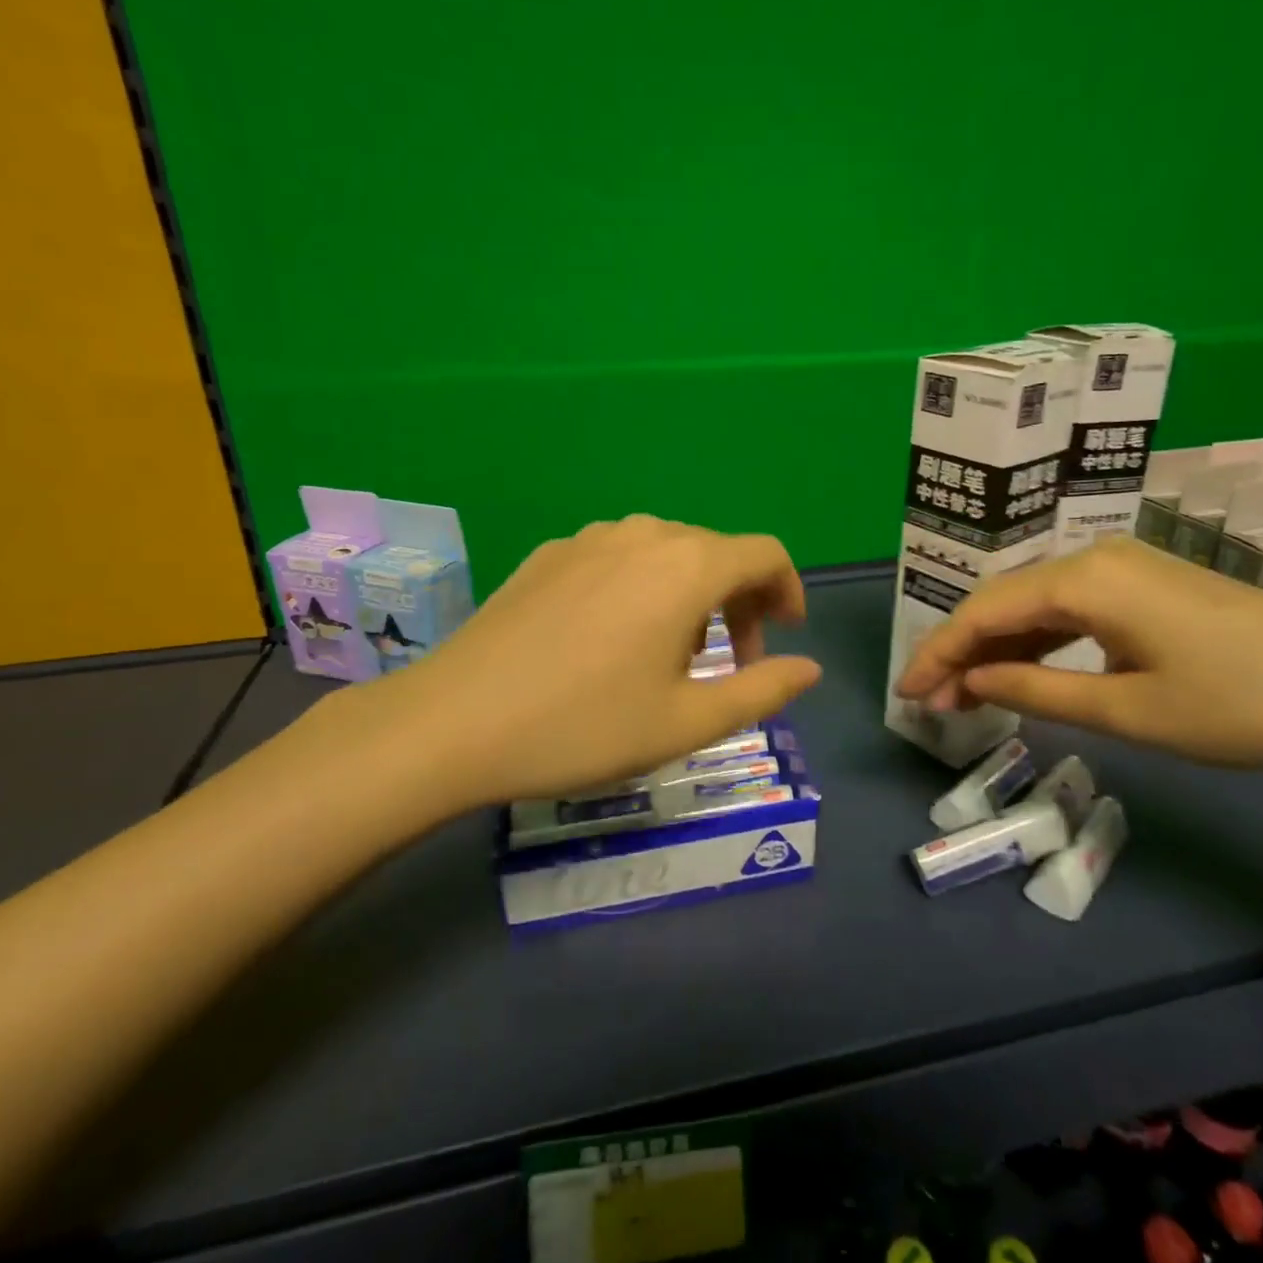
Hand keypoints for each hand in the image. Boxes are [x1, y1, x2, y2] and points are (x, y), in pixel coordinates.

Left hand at [317, 516, 821, 817]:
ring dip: (690, 593)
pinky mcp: (549, 554)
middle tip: (730, 663)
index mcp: (686, 567)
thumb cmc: (583, 727)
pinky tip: (612, 637)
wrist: (452, 723)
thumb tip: (809, 669)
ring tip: (671, 653)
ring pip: (666, 552)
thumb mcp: (685, 722)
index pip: (764, 554)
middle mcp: (643, 535)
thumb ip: (761, 691)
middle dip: (739, 601)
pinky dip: (642, 587)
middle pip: (716, 551)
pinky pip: (618, 557)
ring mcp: (589, 539)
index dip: (787, 590)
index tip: (784, 635)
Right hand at [895, 536, 1262, 769]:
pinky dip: (1037, 642)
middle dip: (960, 651)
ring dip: (997, 647)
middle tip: (930, 700)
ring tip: (966, 693)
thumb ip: (1037, 692)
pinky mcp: (1146, 586)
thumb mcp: (1130, 711)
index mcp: (1084, 579)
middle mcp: (1094, 558)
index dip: (938, 653)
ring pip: (1034, 604)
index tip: (907, 694)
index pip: (983, 611)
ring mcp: (1123, 568)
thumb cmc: (1244, 705)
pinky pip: (1069, 609)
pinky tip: (1024, 671)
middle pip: (1002, 601)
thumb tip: (971, 681)